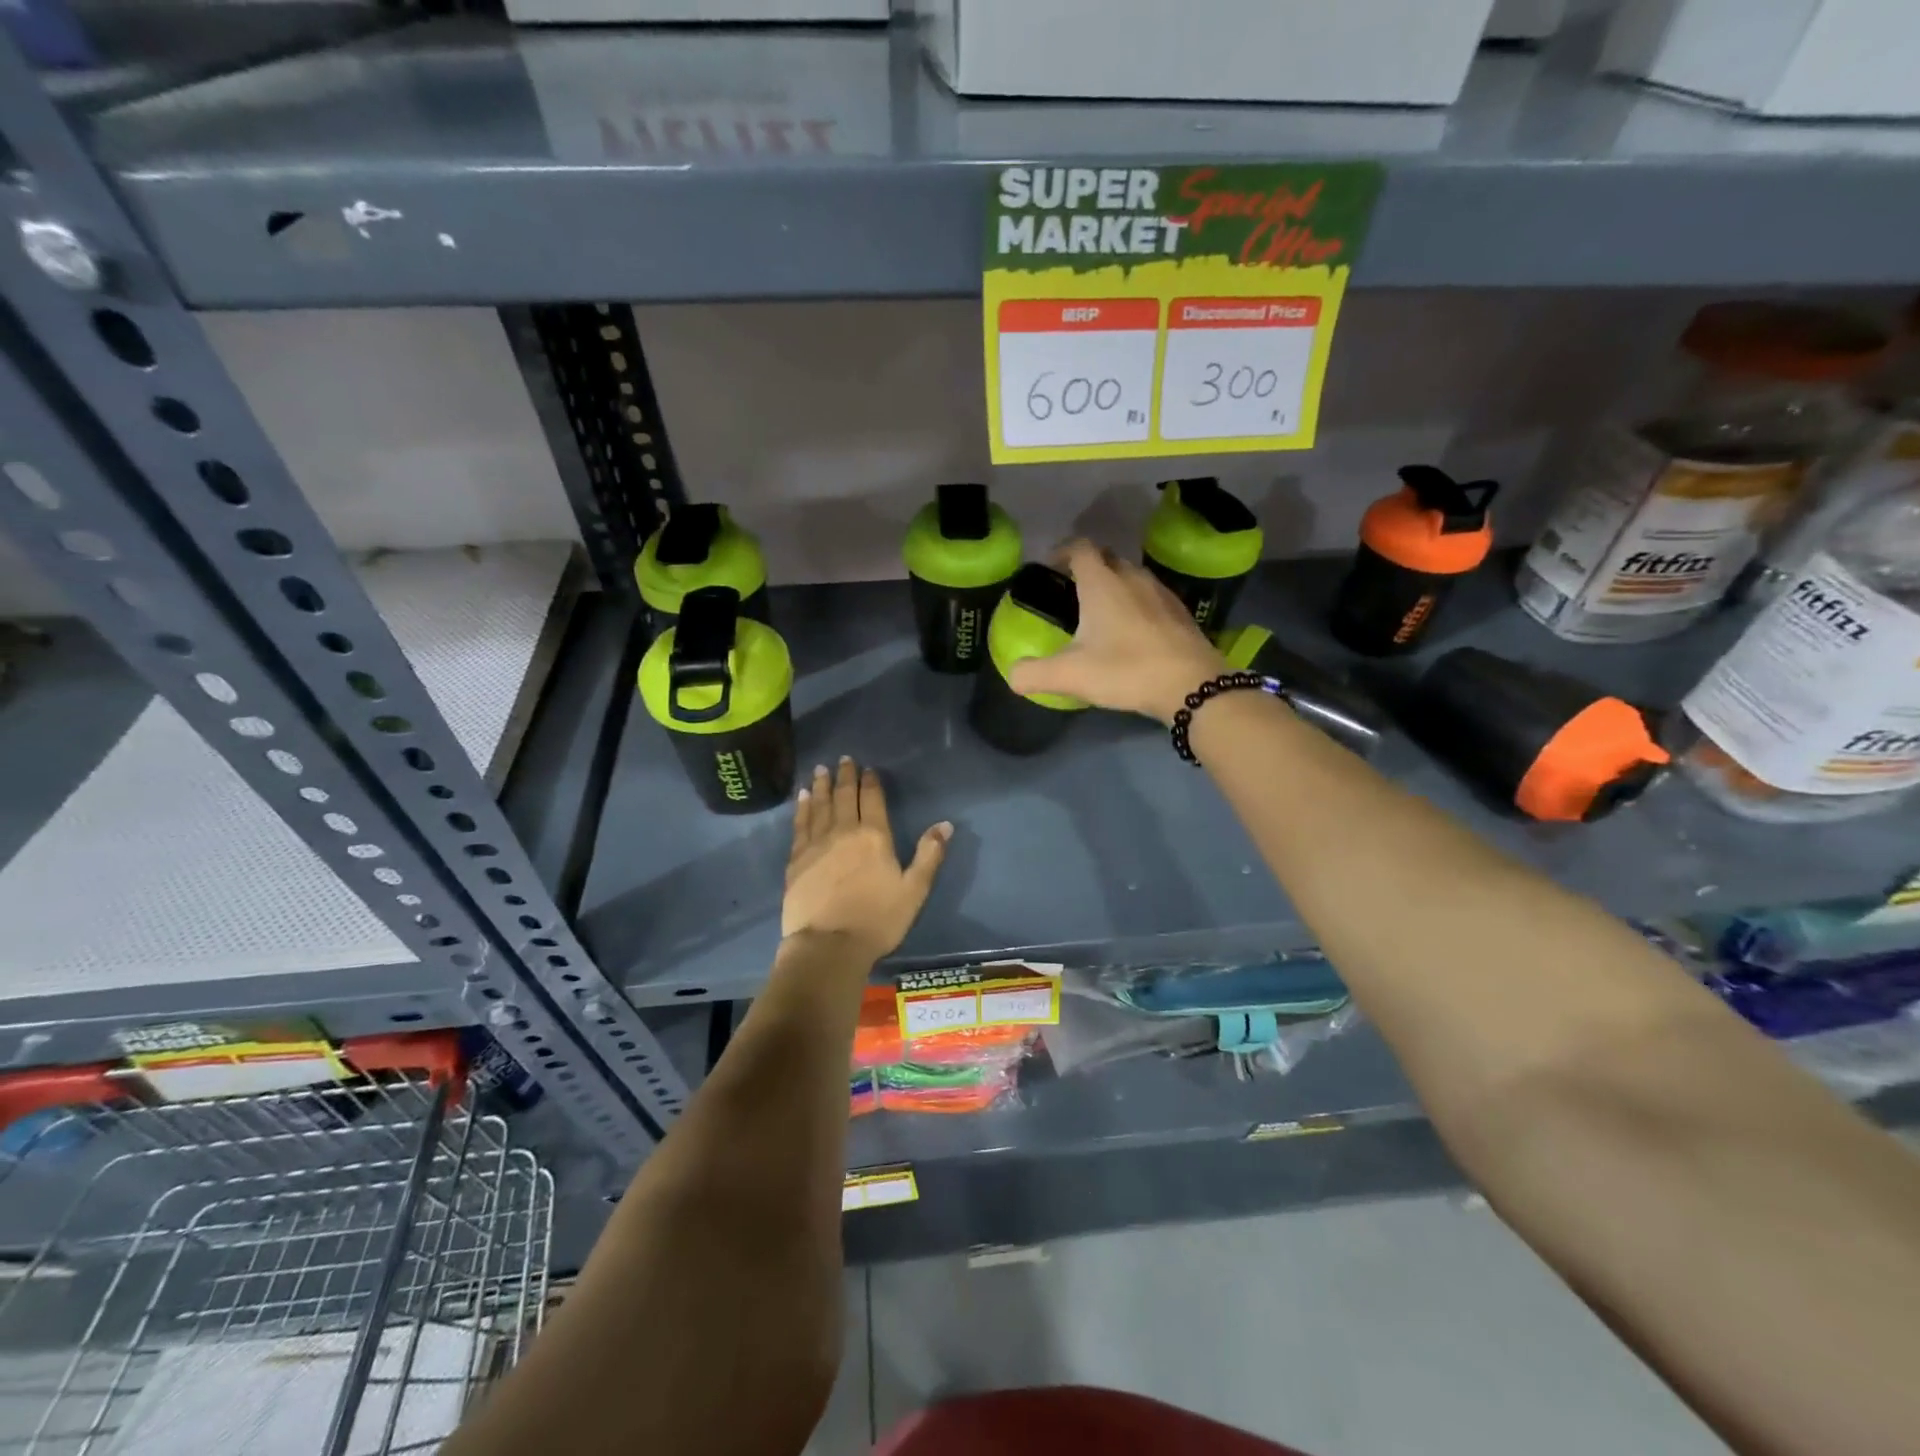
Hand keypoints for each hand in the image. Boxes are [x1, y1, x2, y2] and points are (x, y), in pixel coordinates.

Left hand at [783, 757, 951, 965]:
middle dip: (845, 776)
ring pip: (820, 805)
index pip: (872, 799)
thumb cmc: (877, 920)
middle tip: (843, 759)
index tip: (868, 768)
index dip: (871, 782)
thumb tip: (945, 824)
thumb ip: (929, 855)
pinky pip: (800, 824)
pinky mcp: (796, 859)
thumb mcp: (914, 890)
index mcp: (874, 836)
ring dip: (822, 786)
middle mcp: (844, 831)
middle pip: (844, 796)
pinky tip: (802, 798)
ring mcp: (816, 844)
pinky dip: (802, 808)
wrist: (829, 945)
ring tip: (821, 769)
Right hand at [1008, 539, 1226, 723]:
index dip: (1062, 551)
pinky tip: (1133, 631)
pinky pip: (1151, 596)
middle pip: (1107, 558)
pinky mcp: (1180, 612)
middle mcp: (1132, 578)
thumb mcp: (1070, 676)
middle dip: (1088, 567)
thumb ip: (1033, 674)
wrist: (1192, 685)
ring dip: (1115, 585)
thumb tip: (1013, 676)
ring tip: (1101, 612)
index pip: (1079, 548)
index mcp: (1102, 583)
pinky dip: (1136, 604)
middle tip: (1072, 590)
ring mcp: (1161, 593)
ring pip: (1132, 576)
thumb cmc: (1126, 670)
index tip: (1050, 567)